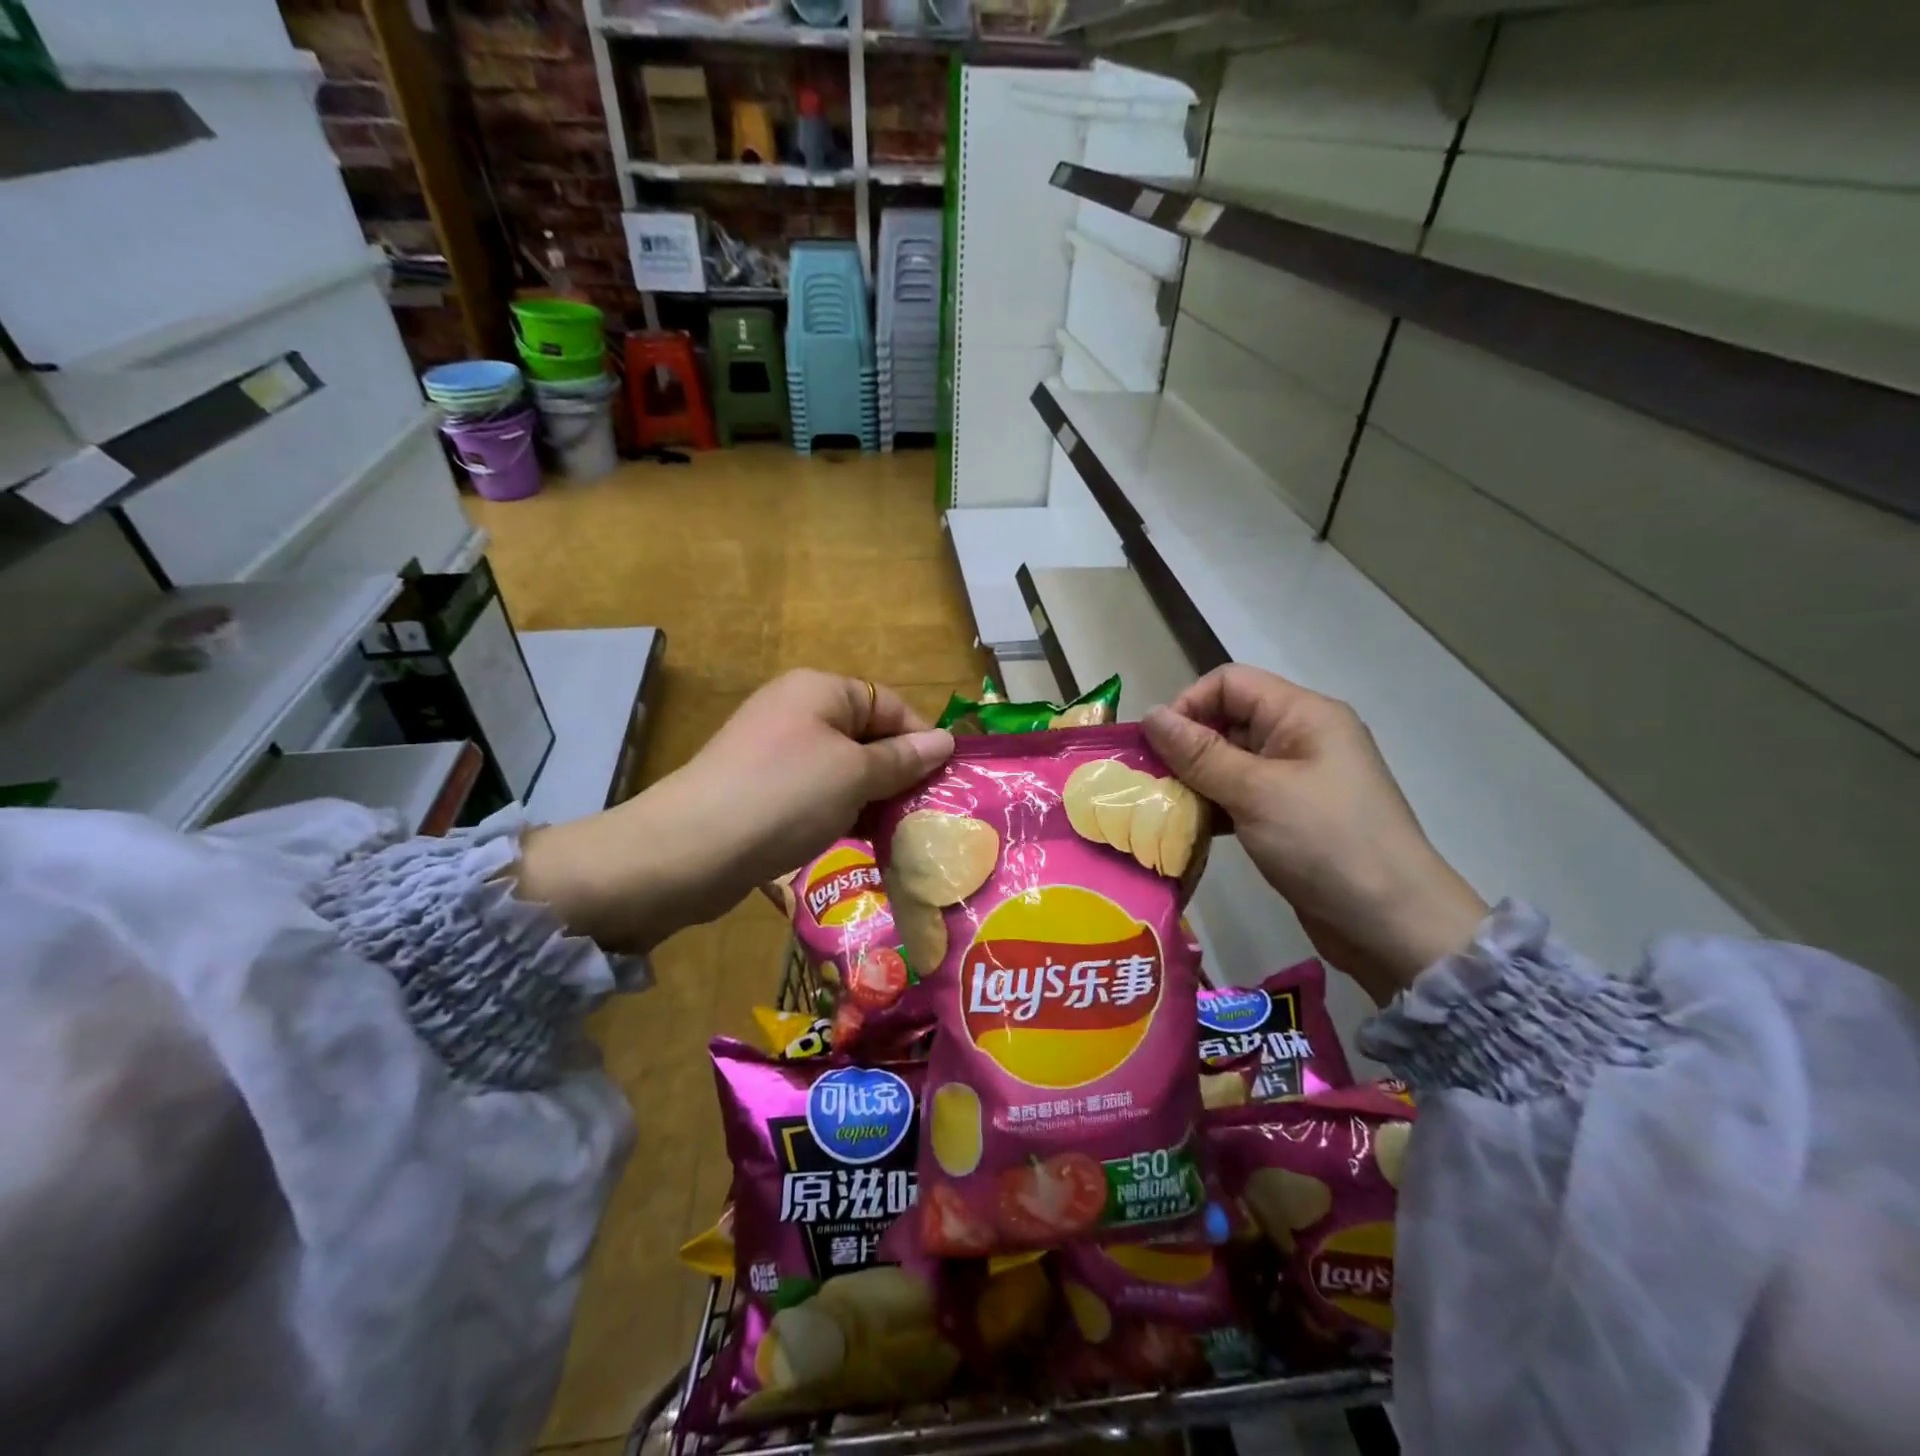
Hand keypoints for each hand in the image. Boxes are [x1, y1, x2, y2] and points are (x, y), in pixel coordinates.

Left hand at [516, 671, 953, 951]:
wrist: (691, 849)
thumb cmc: (786, 796)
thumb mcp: (855, 774)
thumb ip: (903, 758)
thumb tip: (945, 741)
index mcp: (820, 689)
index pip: (889, 703)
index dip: (921, 738)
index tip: (946, 781)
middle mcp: (796, 711)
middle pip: (866, 735)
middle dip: (899, 772)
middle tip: (928, 813)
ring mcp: (774, 751)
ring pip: (843, 768)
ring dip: (872, 797)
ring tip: (901, 832)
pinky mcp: (760, 789)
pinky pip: (816, 792)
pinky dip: (841, 811)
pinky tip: (859, 839)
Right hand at [1142, 665, 1486, 1002]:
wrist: (1391, 924)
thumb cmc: (1325, 843)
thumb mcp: (1256, 792)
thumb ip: (1199, 753)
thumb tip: (1149, 713)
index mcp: (1303, 715)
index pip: (1230, 682)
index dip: (1188, 704)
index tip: (1156, 747)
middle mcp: (1300, 738)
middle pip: (1227, 720)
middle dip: (1185, 747)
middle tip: (1148, 783)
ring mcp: (1297, 779)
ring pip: (1229, 762)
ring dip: (1194, 781)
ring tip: (1161, 809)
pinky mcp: (1290, 816)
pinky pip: (1239, 796)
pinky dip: (1212, 807)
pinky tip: (1187, 829)